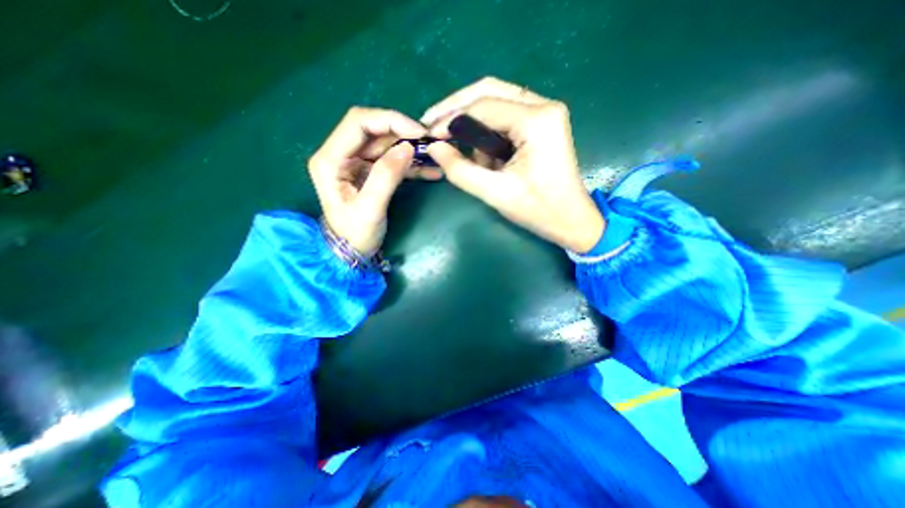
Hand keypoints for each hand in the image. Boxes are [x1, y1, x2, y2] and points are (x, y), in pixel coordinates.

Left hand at [311, 108, 437, 256]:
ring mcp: (355, 162)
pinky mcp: (369, 171)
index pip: (358, 123)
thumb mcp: (370, 208)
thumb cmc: (355, 234)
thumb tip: (408, 147)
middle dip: (403, 133)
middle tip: (430, 143)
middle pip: (373, 130)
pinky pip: (392, 160)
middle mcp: (340, 154)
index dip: (390, 121)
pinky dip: (411, 163)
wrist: (351, 250)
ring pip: (386, 144)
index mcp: (330, 159)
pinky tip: (431, 170)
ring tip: (435, 156)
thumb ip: (386, 176)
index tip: (418, 133)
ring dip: (410, 148)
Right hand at [420, 76, 602, 251]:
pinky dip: (488, 135)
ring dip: (474, 126)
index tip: (429, 137)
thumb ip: (460, 170)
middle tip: (433, 126)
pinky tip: (485, 157)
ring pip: (496, 103)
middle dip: (457, 109)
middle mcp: (543, 106)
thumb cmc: (538, 210)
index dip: (451, 119)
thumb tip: (434, 148)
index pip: (483, 107)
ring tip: (465, 153)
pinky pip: (505, 118)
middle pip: (489, 91)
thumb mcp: (495, 193)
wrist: (571, 220)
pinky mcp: (541, 125)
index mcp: (537, 120)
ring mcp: (544, 113)